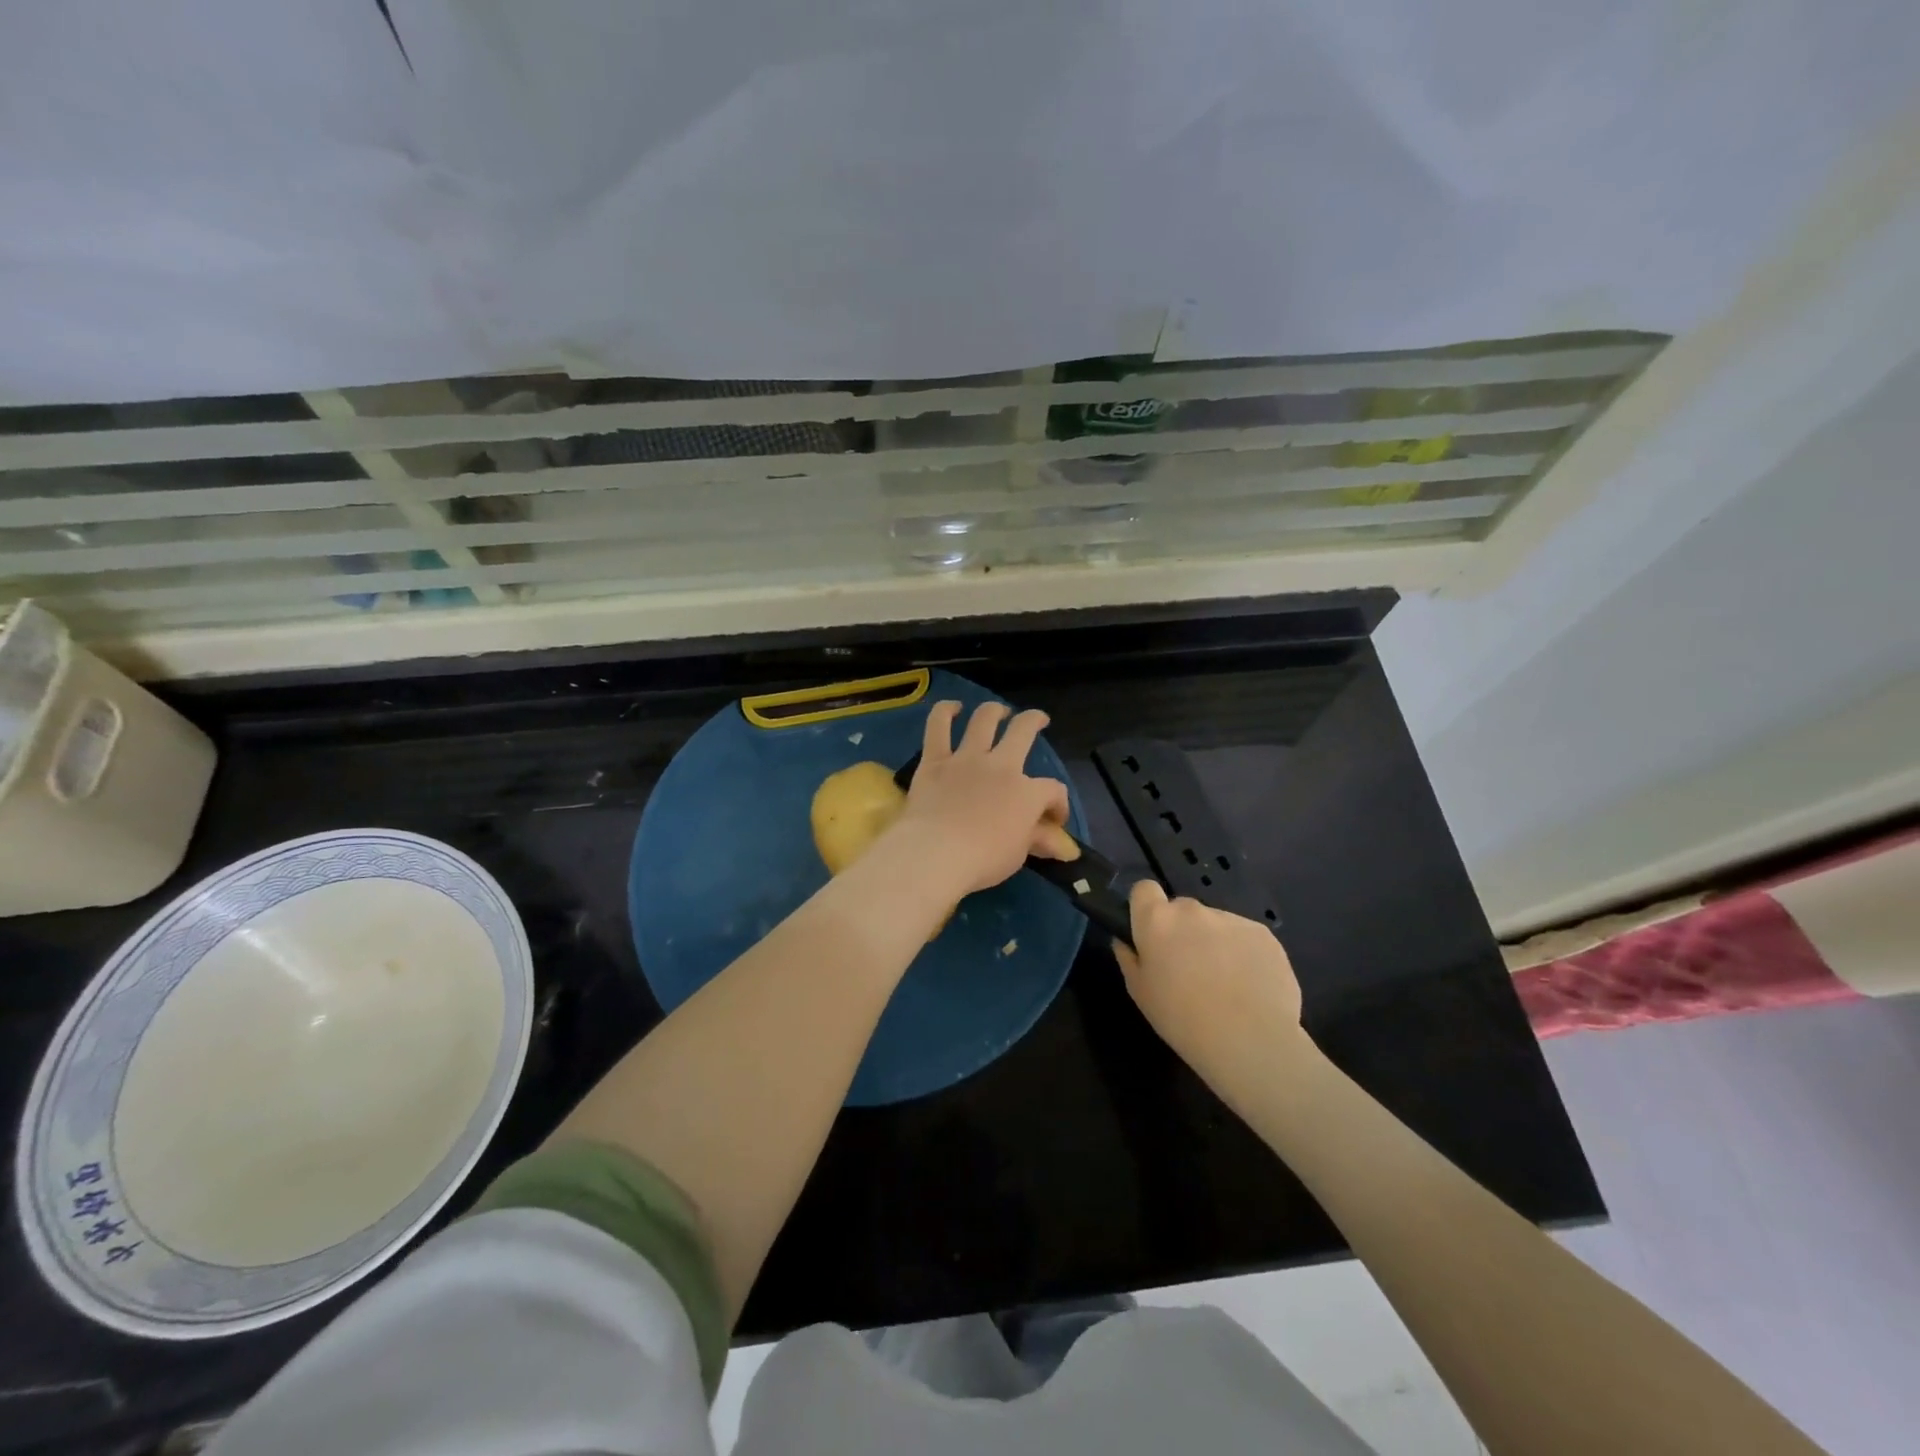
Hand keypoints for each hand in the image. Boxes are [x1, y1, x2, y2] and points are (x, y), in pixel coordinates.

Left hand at [889, 701, 1072, 899]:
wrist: (936, 853)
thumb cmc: (983, 860)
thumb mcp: (1018, 854)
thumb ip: (1038, 841)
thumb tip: (1062, 846)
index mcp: (1027, 792)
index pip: (1052, 790)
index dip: (1059, 804)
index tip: (1054, 821)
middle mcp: (1000, 766)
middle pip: (1023, 732)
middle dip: (1033, 721)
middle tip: (1037, 720)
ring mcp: (966, 759)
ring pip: (984, 720)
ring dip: (994, 711)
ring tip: (998, 711)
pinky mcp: (934, 760)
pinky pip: (938, 726)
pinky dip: (944, 712)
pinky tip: (952, 708)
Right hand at [1113, 880, 1308, 1088]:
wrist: (1249, 1040)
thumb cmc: (1181, 1019)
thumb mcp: (1140, 994)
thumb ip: (1129, 958)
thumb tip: (1125, 941)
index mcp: (1157, 920)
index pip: (1144, 889)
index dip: (1147, 908)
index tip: (1152, 933)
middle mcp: (1192, 910)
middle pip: (1182, 909)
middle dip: (1183, 931)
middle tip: (1189, 967)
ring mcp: (1231, 919)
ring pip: (1215, 923)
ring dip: (1215, 942)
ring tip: (1226, 983)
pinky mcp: (1263, 933)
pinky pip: (1245, 937)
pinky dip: (1244, 953)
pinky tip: (1250, 986)